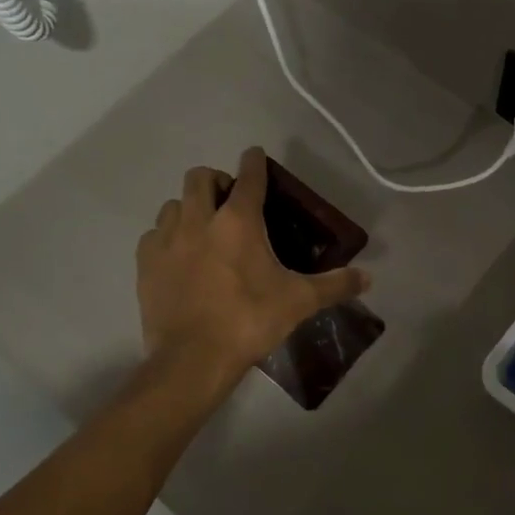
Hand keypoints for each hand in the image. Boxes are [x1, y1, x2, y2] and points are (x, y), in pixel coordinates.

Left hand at [137, 148, 369, 383]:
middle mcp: (199, 220)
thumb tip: (369, 278)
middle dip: (216, 180)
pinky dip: (167, 236)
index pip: (249, 178)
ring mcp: (167, 240)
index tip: (256, 155)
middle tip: (231, 200)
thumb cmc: (250, 321)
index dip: (255, 162)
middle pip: (200, 178)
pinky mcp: (145, 264)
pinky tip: (179, 255)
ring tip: (204, 228)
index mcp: (238, 222)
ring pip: (173, 204)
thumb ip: (335, 285)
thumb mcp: (300, 302)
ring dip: (189, 206)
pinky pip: (154, 234)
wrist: (193, 359)